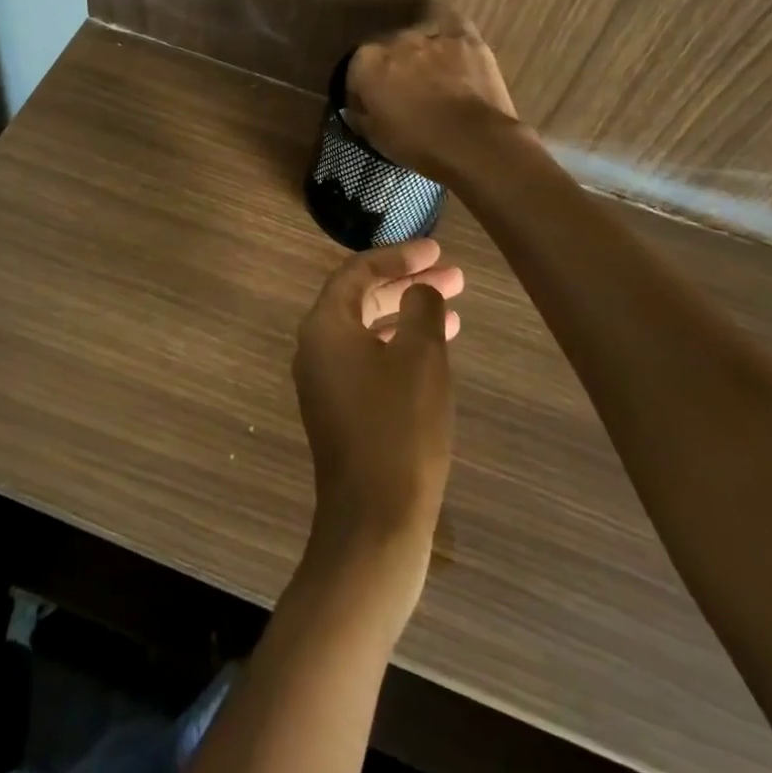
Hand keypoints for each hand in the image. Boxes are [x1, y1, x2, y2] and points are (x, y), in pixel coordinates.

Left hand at [292, 240, 462, 617]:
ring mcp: (327, 382)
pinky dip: (401, 347)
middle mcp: (317, 348)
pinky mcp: (342, 411)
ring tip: (455, 308)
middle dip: (408, 284)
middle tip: (454, 276)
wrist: (375, 522)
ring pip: (370, 331)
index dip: (400, 256)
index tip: (438, 251)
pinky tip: (436, 352)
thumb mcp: (420, 356)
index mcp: (325, 326)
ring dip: (409, 315)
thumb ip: (421, 307)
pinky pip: (371, 360)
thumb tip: (419, 291)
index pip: (359, 271)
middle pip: (363, 299)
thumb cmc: (399, 427)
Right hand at [344, 16, 520, 180]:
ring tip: (434, 78)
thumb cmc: (418, 142)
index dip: (363, 91)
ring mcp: (431, 35)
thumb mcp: (375, 138)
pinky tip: (454, 51)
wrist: (472, 140)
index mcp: (366, 62)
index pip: (355, 71)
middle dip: (393, 69)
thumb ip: (360, 115)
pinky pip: (453, 27)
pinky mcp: (465, 37)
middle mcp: (394, 40)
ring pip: (419, 40)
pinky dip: (450, 38)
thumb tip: (357, 108)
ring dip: (422, 55)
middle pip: (388, 51)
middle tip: (406, 95)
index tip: (373, 108)